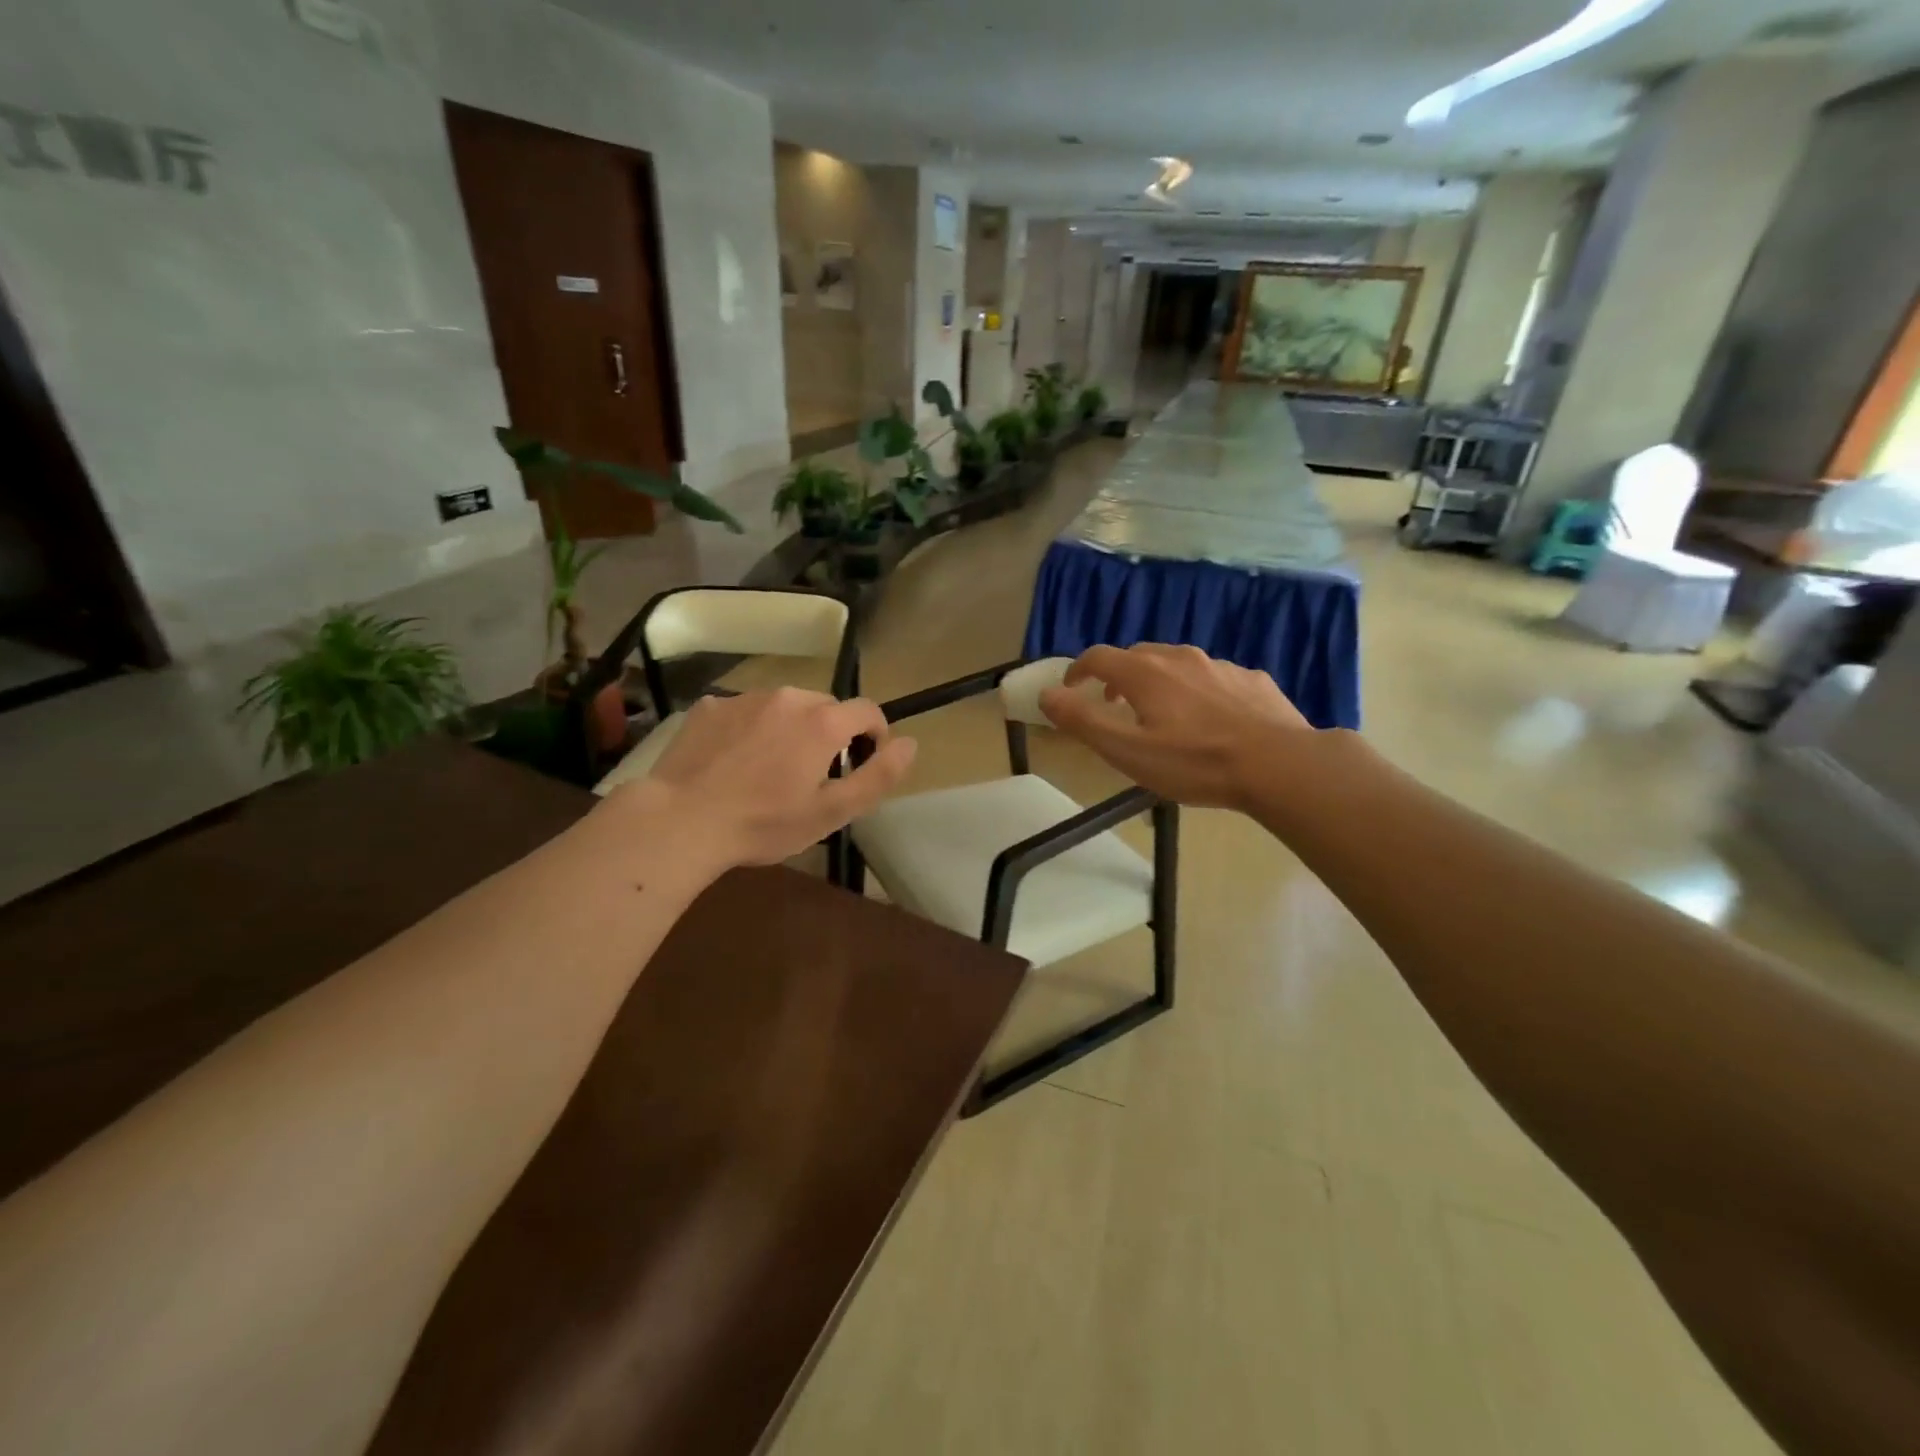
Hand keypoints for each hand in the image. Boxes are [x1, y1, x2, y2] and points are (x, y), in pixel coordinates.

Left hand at [618, 688, 915, 868]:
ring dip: (790, 728)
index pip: (868, 711)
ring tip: (770, 768)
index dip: (875, 736)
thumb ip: (878, 776)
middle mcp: (789, 697)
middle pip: (826, 707)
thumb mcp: (831, 812)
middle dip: (830, 734)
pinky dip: (751, 728)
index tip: (863, 764)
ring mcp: (745, 697)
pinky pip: (746, 710)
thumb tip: (910, 743)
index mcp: (822, 721)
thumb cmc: (764, 823)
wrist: (681, 820)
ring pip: (785, 706)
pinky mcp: (711, 705)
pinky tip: (733, 761)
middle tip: (813, 775)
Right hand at [1039, 644, 1309, 808]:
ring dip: (1158, 683)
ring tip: (1161, 715)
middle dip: (1118, 676)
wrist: (1280, 764)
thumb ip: (1082, 721)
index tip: (1071, 689)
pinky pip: (1213, 678)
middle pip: (1137, 656)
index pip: (1099, 657)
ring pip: (1177, 665)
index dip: (1078, 670)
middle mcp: (1180, 658)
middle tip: (1114, 706)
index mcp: (1145, 673)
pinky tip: (1210, 720)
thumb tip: (1047, 694)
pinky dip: (1198, 692)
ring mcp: (1219, 666)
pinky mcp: (1252, 680)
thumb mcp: (1127, 751)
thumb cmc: (1195, 762)